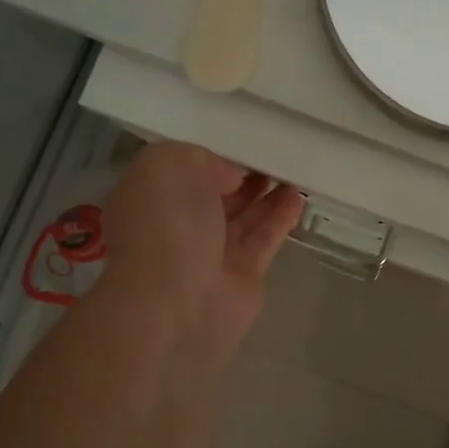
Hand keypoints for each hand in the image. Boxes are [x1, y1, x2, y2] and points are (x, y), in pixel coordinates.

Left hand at [101, 143, 303, 367]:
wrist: (175, 301)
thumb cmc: (165, 224)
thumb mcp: (169, 164)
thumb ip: (202, 158)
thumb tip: (229, 177)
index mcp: (150, 198)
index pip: (184, 172)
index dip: (213, 158)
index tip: (242, 146)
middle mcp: (177, 227)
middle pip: (216, 197)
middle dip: (242, 178)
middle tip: (274, 158)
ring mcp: (210, 255)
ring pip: (244, 219)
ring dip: (267, 197)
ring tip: (294, 174)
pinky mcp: (242, 276)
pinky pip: (264, 240)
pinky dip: (281, 219)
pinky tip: (298, 199)